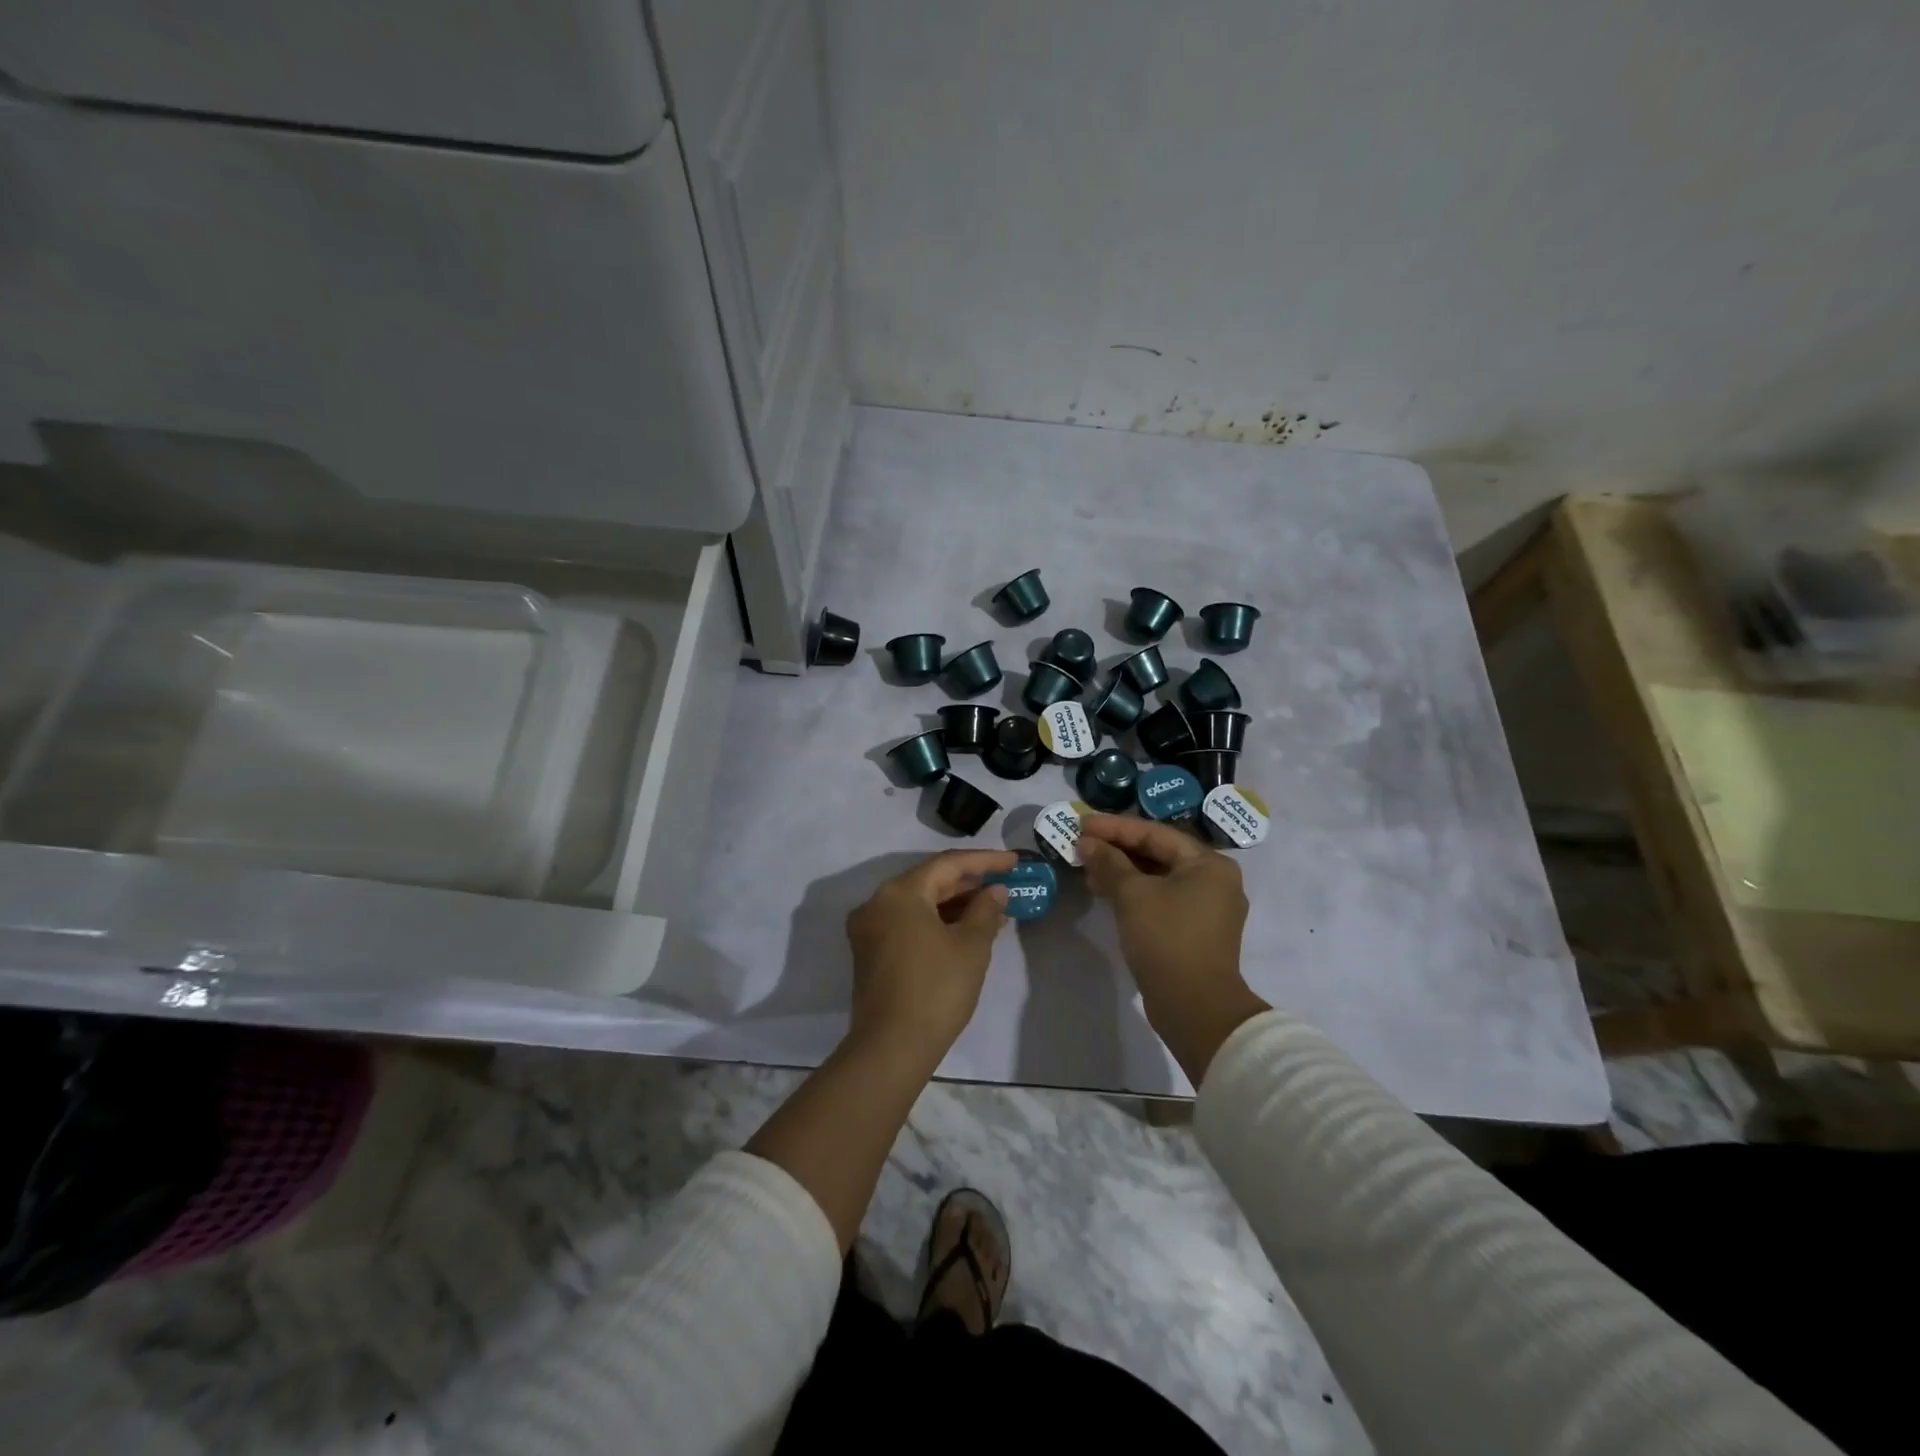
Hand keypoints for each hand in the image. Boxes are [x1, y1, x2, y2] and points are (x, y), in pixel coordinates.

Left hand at [845, 849, 1015, 1062]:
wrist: (891, 1048)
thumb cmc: (936, 989)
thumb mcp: (971, 946)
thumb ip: (986, 910)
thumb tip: (995, 891)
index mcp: (899, 893)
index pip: (948, 865)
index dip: (985, 861)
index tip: (1014, 862)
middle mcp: (877, 903)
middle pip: (930, 882)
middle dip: (970, 884)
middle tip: (1005, 884)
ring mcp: (870, 930)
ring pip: (919, 905)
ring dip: (955, 905)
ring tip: (994, 911)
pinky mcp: (871, 954)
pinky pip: (909, 924)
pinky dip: (937, 923)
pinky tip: (966, 932)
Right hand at [1078, 815, 1268, 1081]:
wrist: (1195, 1008)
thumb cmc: (1167, 939)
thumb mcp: (1132, 895)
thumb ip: (1108, 862)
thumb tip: (1086, 842)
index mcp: (1209, 864)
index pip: (1155, 833)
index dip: (1114, 827)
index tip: (1081, 823)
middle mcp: (1214, 881)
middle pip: (1158, 853)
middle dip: (1117, 848)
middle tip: (1081, 844)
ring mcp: (1207, 908)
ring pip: (1157, 877)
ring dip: (1121, 871)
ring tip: (1086, 868)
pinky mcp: (1194, 931)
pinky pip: (1160, 898)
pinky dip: (1133, 892)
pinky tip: (1105, 892)